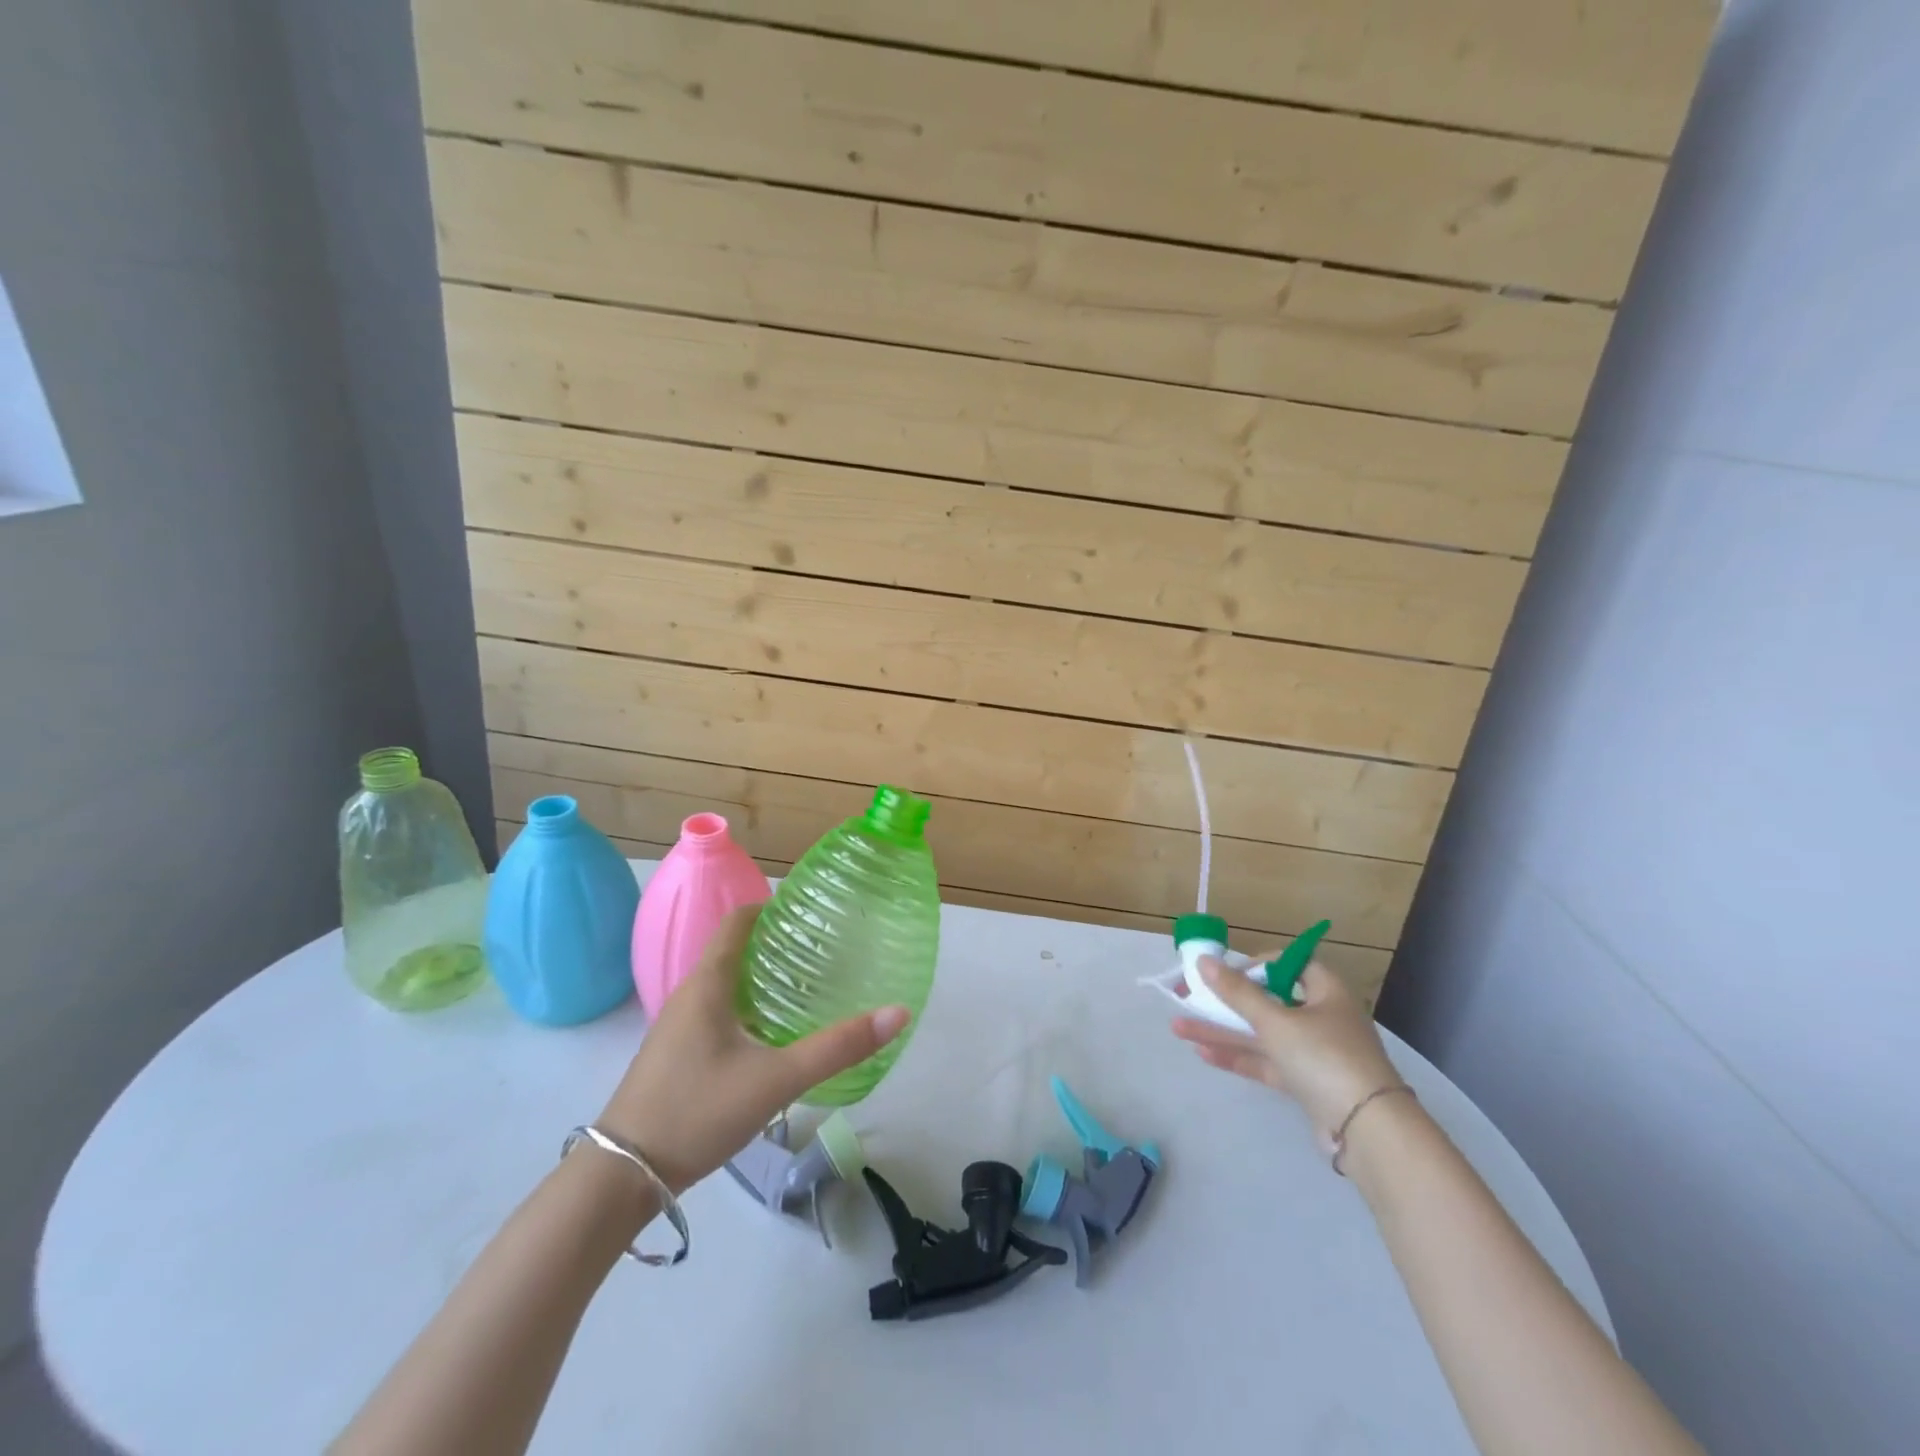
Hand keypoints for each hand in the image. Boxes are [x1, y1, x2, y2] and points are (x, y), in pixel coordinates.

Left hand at [595, 905, 909, 1191]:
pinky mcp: (676, 1054)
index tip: (812, 912)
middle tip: (824, 950)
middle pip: (734, 949)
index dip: (773, 908)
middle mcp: (689, 994)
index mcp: (707, 984)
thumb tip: (897, 1013)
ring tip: (808, 986)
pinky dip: (748, 1006)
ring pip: (726, 983)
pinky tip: (773, 1034)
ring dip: (762, 976)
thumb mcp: (775, 1080)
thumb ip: (837, 1048)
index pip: (738, 921)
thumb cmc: (697, 1112)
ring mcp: (678, 1026)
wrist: (622, 1176)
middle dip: (777, 944)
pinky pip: (717, 1010)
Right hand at [1170, 955, 1401, 1150]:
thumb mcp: (1275, 1021)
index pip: (1289, 965)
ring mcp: (1315, 1053)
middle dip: (1226, 1002)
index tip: (1226, 973)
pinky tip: (1203, 1053)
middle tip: (1190, 998)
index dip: (1256, 965)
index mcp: (1326, 992)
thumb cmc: (1324, 1057)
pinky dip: (1239, 1057)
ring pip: (1262, 1035)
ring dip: (1223, 1031)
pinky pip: (1267, 1063)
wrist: (1367, 1131)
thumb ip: (1237, 993)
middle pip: (1268, 1002)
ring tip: (1179, 1027)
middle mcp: (1322, 1018)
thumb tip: (1203, 960)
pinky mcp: (1307, 1084)